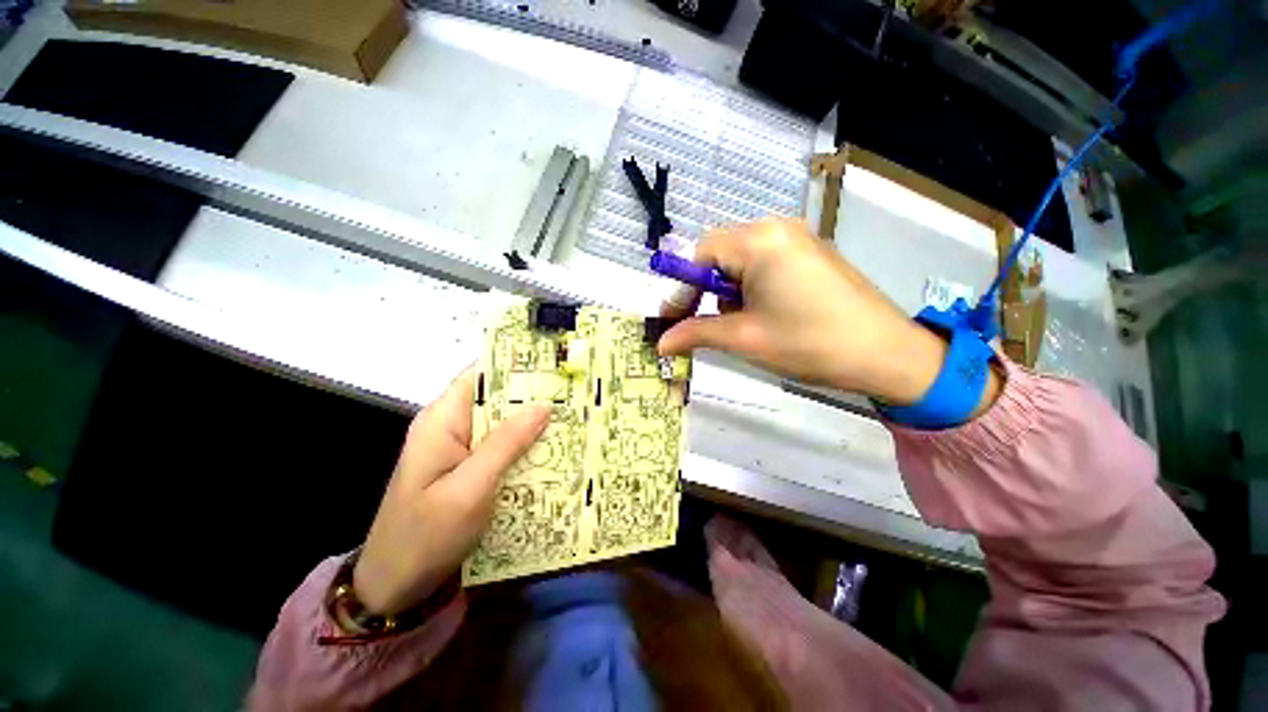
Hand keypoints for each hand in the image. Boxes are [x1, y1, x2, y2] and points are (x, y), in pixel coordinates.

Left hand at [352, 369, 549, 614]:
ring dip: (534, 422)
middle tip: (574, 393)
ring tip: (573, 417)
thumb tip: (543, 405)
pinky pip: (502, 447)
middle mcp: (451, 427)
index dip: (515, 366)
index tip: (553, 365)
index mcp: (442, 420)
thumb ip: (506, 443)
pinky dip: (526, 446)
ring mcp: (459, 449)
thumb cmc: (425, 536)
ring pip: (503, 423)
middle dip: (533, 396)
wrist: (395, 589)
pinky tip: (553, 449)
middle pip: (496, 398)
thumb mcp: (469, 489)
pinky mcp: (468, 469)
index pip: (480, 375)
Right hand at [659, 218, 995, 407]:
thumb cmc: (808, 343)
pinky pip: (763, 261)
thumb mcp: (744, 339)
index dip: (680, 288)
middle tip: (699, 322)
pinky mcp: (809, 251)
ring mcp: (796, 237)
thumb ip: (695, 333)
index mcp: (758, 241)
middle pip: (719, 253)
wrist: (886, 353)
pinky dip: (749, 286)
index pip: (699, 254)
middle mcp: (775, 227)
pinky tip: (761, 311)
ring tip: (737, 322)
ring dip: (727, 290)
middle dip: (704, 289)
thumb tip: (661, 342)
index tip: (669, 321)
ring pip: (740, 259)